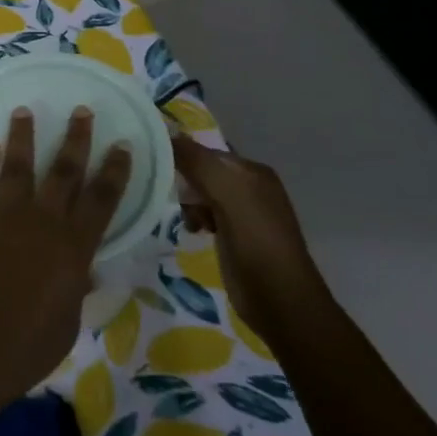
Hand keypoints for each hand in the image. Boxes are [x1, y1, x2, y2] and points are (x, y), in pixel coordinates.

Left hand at [0, 107, 132, 406]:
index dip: (115, 170)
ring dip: (22, 136)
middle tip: (81, 110)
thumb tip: (84, 271)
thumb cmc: (24, 349)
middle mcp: (40, 221)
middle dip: (75, 138)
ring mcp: (0, 216)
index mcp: (73, 247)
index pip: (102, 199)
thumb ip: (75, 289)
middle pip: (63, 170)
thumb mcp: (66, 323)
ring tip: (24, 111)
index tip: (122, 145)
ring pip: (16, 165)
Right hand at [172, 134, 321, 336]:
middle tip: (174, 199)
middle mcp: (251, 187)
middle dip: (185, 183)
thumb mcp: (227, 195)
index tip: (156, 169)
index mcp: (253, 171)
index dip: (182, 157)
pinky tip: (193, 231)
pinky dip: (196, 219)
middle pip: (203, 172)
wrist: (280, 301)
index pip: (207, 152)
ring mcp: (244, 213)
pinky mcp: (236, 237)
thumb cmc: (255, 243)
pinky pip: (207, 215)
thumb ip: (198, 163)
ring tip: (188, 221)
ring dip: (189, 204)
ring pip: (203, 195)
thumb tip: (168, 134)